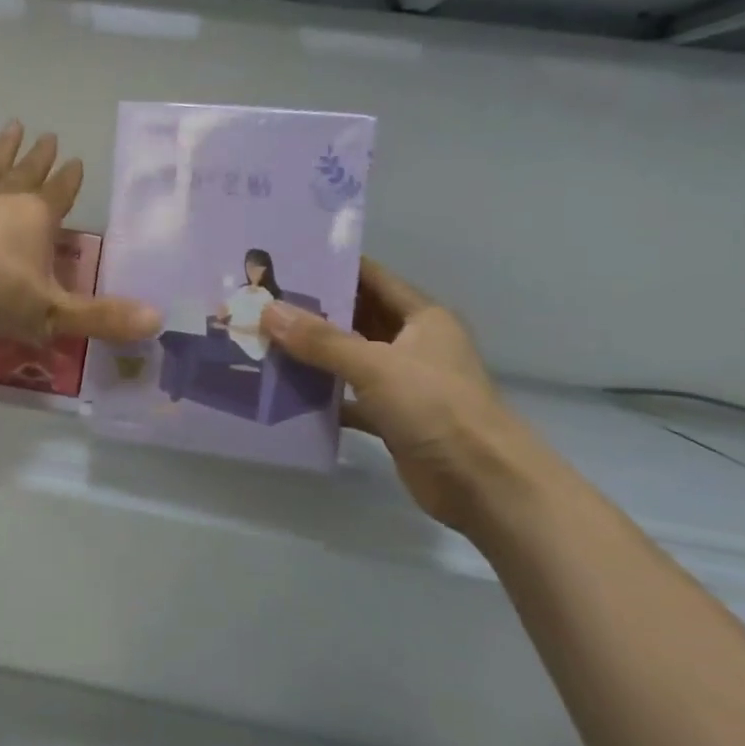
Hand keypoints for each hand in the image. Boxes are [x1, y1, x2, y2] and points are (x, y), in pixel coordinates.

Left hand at [0, 122, 159, 346]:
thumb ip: (102, 318)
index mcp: (37, 219)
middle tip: (49, 134)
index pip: (61, 194)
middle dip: (40, 157)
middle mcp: (3, 200)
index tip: (77, 160)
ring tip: (13, 125)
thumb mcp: (52, 314)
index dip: (70, 180)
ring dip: (1, 150)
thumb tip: (159, 320)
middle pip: (27, 174)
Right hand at [259, 260, 537, 530]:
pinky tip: (284, 392)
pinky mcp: (393, 419)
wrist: (482, 484)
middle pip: (357, 318)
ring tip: (262, 340)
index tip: (286, 261)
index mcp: (422, 318)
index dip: (333, 268)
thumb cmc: (436, 408)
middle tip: (262, 301)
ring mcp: (403, 383)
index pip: (371, 279)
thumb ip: (321, 340)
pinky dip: (322, 397)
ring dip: (313, 354)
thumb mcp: (375, 365)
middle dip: (313, 312)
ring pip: (350, 359)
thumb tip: (269, 311)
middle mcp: (413, 344)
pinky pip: (349, 399)